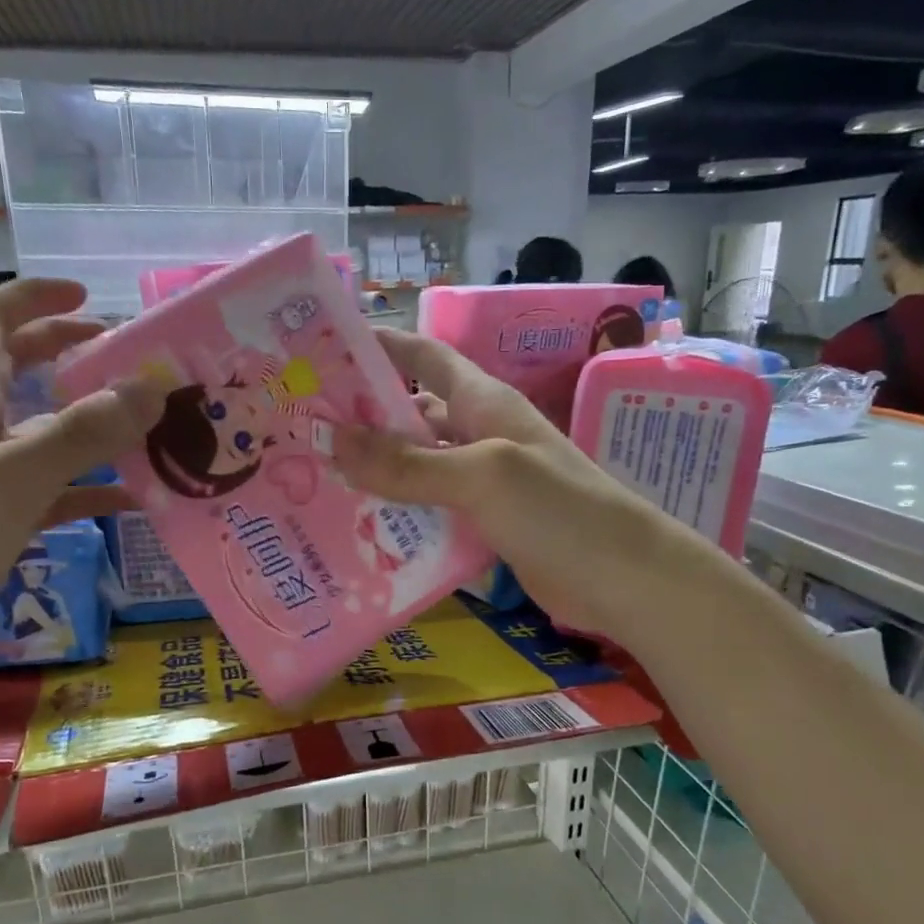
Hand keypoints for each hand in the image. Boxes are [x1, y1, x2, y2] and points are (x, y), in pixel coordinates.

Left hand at [0, 279, 146, 701]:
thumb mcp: (11, 478)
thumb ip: (83, 433)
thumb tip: (152, 388)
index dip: (35, 298)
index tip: (89, 298)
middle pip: (23, 369)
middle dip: (73, 355)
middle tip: (133, 360)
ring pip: (48, 432)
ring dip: (96, 425)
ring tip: (152, 426)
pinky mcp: (1, 519)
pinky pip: (57, 490)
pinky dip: (94, 488)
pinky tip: (136, 498)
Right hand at [332, 329, 674, 636]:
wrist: (623, 577)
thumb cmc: (558, 508)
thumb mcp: (482, 475)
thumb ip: (410, 462)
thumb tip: (333, 438)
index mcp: (483, 403)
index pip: (425, 357)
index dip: (381, 346)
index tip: (325, 349)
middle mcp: (478, 435)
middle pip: (411, 415)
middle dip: (362, 419)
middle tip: (301, 431)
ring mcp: (482, 483)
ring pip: (417, 468)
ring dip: (374, 473)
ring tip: (314, 482)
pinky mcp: (483, 524)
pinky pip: (431, 511)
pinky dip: (398, 516)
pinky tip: (358, 532)